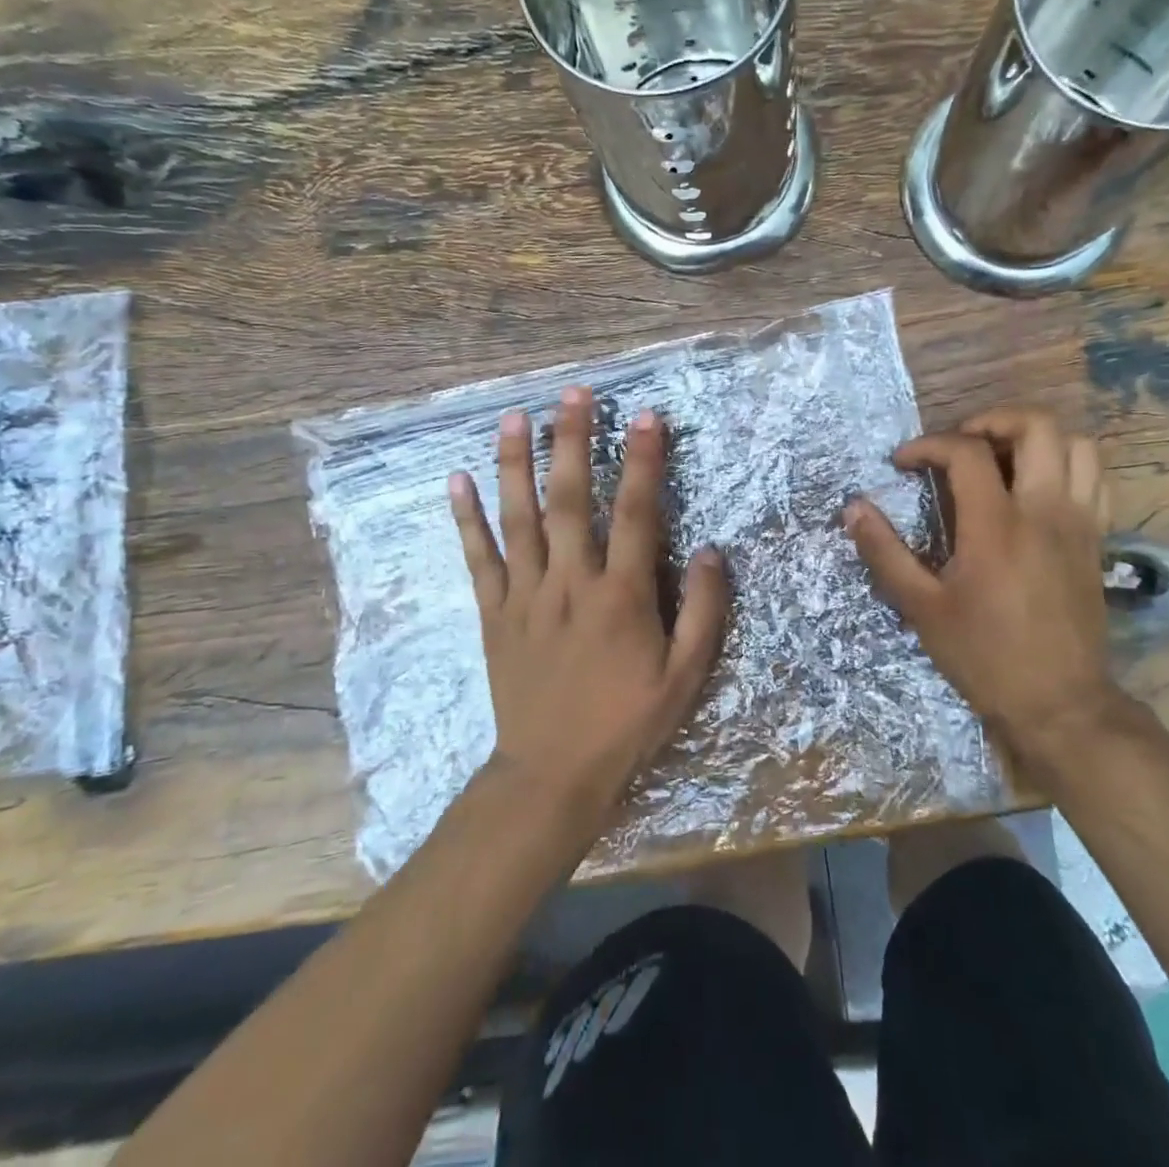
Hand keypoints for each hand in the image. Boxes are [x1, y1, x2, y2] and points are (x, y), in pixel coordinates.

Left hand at [449, 386, 728, 817]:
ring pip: (519, 517)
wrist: (553, 775)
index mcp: (622, 595)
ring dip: (516, 464)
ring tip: (515, 417)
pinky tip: (455, 480)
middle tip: (575, 394)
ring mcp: (526, 595)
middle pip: (571, 499)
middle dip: (574, 441)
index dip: (644, 461)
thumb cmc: (627, 724)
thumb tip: (712, 550)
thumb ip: (704, 611)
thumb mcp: (686, 677)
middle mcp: (571, 582)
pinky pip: (478, 558)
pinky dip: (466, 518)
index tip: (648, 416)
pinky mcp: (494, 613)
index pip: (637, 512)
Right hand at [844, 406, 1116, 760]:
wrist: (1059, 703)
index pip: (966, 451)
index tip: (902, 464)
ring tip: (1000, 457)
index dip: (928, 445)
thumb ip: (884, 552)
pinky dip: (1067, 464)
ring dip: (1035, 437)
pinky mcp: (1098, 539)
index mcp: (997, 526)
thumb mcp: (920, 608)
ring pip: (1076, 444)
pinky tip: (1038, 486)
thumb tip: (853, 507)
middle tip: (958, 444)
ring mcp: (1079, 522)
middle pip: (1035, 426)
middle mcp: (1044, 510)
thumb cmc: (983, 656)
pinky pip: (1096, 478)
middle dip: (991, 419)